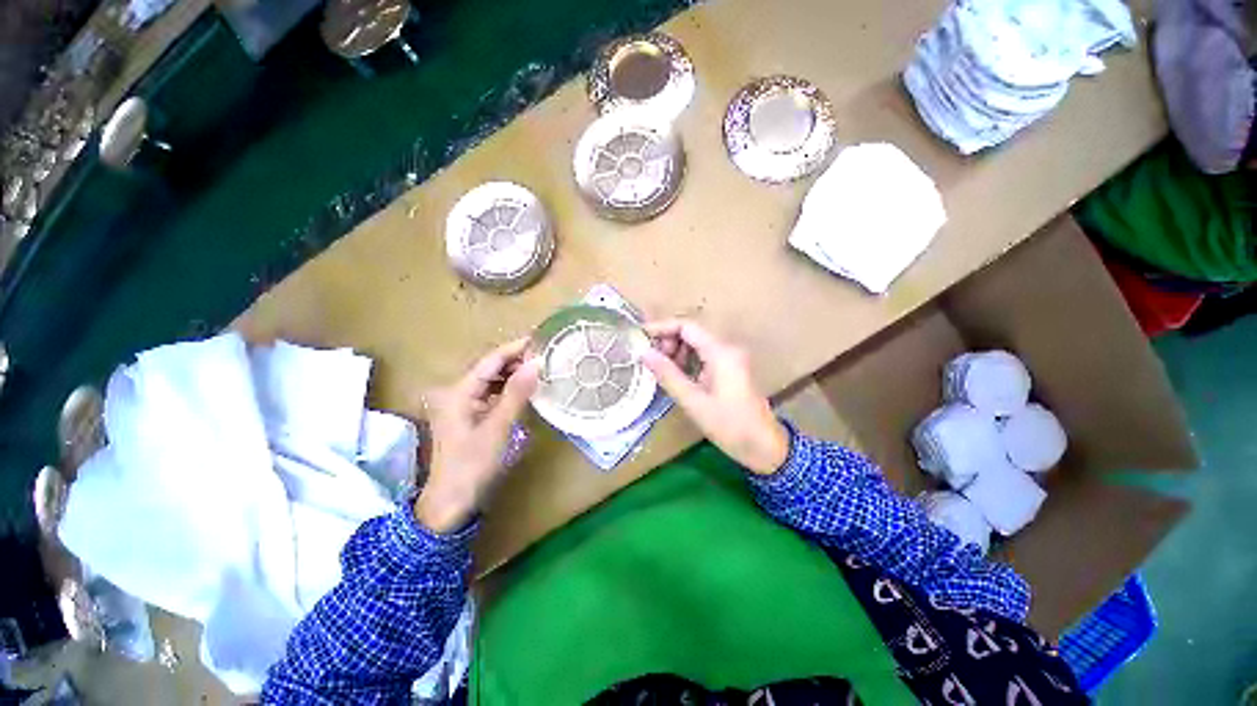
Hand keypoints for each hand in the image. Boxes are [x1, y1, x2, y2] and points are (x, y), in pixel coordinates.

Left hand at [416, 339, 539, 533]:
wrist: (451, 501)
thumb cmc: (473, 464)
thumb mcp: (498, 428)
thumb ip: (517, 393)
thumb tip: (536, 363)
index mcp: (458, 391)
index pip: (491, 360)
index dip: (515, 348)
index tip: (540, 341)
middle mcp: (456, 391)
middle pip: (489, 367)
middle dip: (516, 360)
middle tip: (545, 358)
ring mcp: (460, 403)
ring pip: (490, 380)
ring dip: (513, 374)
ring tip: (539, 371)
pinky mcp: (467, 414)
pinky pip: (490, 393)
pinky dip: (507, 389)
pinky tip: (523, 390)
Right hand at [642, 320, 788, 474]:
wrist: (764, 447)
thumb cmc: (729, 425)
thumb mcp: (693, 401)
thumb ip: (668, 374)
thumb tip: (643, 353)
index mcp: (720, 352)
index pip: (686, 326)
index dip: (662, 327)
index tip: (640, 337)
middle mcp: (727, 348)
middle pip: (692, 333)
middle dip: (669, 342)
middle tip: (652, 360)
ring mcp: (731, 358)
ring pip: (697, 344)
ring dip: (677, 352)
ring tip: (663, 371)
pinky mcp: (731, 369)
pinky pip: (705, 356)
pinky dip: (688, 362)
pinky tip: (677, 377)